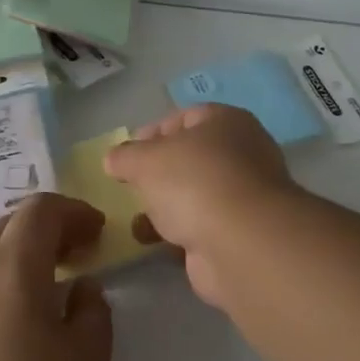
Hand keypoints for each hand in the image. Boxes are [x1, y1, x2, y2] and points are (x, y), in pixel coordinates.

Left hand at [0, 193, 112, 360]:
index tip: (97, 233)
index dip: (74, 212)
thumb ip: (94, 310)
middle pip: (12, 220)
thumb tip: (83, 287)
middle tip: (77, 253)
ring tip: (40, 275)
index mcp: (16, 263)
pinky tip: (9, 306)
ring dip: (16, 244)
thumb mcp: (88, 357)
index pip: (42, 209)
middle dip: (49, 226)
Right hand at [104, 104, 302, 307]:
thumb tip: (114, 159)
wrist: (242, 243)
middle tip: (132, 186)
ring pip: (197, 194)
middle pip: (192, 157)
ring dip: (167, 205)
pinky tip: (157, 242)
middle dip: (159, 172)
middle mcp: (243, 153)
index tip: (127, 154)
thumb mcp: (146, 160)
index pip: (186, 117)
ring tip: (138, 220)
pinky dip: (180, 232)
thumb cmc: (194, 182)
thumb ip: (125, 156)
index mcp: (227, 122)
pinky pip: (203, 226)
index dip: (153, 132)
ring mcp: (245, 195)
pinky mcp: (242, 233)